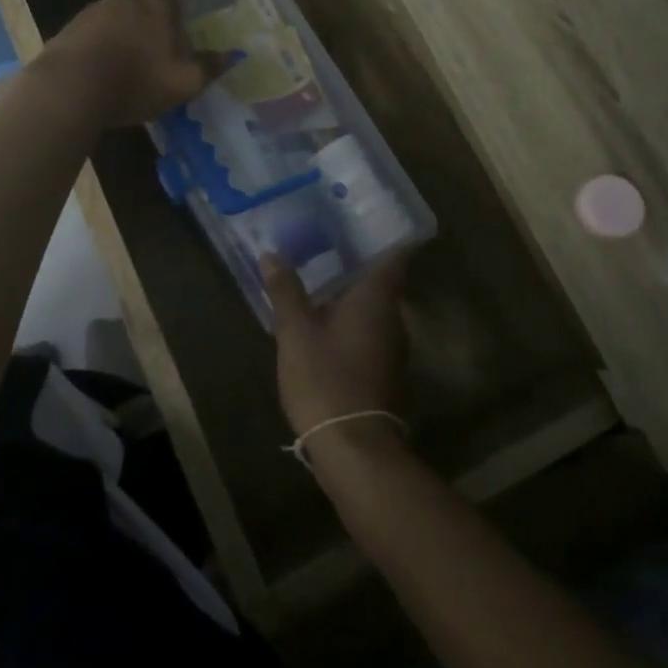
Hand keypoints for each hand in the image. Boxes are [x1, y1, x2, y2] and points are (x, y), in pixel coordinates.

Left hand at [35, 0, 216, 127]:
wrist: (72, 88)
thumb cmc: (136, 82)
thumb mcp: (182, 83)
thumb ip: (207, 68)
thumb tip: (232, 55)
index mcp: (156, 8)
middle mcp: (124, 1)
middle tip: (152, 4)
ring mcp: (92, 13)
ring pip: (110, 2)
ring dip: (119, 13)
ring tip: (125, 37)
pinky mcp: (69, 30)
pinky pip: (88, 24)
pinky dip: (97, 33)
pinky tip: (100, 54)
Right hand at [264, 249, 411, 439]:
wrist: (354, 448)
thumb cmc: (325, 378)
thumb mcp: (296, 332)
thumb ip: (286, 291)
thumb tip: (272, 253)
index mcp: (377, 299)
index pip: (396, 256)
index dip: (392, 236)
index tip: (376, 219)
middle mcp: (393, 318)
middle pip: (383, 283)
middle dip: (359, 265)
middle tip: (330, 245)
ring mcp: (394, 348)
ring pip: (375, 310)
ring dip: (353, 297)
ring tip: (322, 281)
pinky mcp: (386, 372)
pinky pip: (371, 334)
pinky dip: (353, 323)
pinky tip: (327, 325)